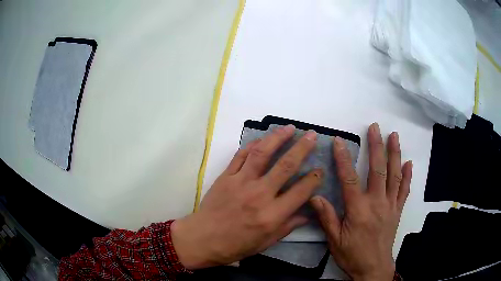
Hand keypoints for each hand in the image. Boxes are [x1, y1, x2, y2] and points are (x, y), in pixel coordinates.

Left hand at [171, 125, 322, 269]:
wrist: (203, 239)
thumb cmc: (236, 245)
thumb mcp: (266, 242)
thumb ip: (288, 227)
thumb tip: (307, 215)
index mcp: (272, 215)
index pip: (301, 191)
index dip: (314, 179)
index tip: (320, 170)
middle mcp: (259, 195)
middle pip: (286, 165)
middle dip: (302, 148)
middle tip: (311, 135)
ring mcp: (241, 182)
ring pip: (262, 153)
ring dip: (278, 138)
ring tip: (289, 128)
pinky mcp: (226, 176)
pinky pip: (241, 156)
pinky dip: (252, 145)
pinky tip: (262, 139)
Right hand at [311, 123, 411, 280]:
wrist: (373, 267)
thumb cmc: (352, 254)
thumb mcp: (334, 240)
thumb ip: (326, 217)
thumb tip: (314, 196)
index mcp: (359, 209)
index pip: (350, 178)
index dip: (343, 158)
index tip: (339, 141)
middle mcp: (377, 202)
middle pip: (378, 170)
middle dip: (376, 146)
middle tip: (375, 127)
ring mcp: (390, 205)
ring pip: (394, 175)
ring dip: (395, 153)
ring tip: (394, 135)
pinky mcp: (398, 210)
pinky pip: (404, 190)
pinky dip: (408, 176)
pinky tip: (409, 163)